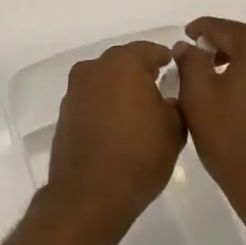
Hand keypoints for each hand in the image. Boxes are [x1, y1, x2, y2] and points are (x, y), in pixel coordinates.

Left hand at [42, 42, 185, 244]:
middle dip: (143, 74)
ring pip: (106, 80)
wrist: (90, 195)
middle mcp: (94, 67)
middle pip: (125, 62)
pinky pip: (92, 99)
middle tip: (162, 94)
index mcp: (123, 63)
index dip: (167, 60)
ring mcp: (75, 89)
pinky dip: (105, 106)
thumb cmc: (139, 155)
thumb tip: (169, 95)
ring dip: (122, 90)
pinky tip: (118, 128)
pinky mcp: (65, 111)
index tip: (179, 75)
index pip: (151, 50)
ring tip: (141, 114)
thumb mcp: (175, 128)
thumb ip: (177, 100)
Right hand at [174, 18, 245, 240]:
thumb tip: (187, 45)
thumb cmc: (233, 140)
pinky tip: (242, 91)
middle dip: (225, 41)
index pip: (225, 28)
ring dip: (244, 56)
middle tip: (201, 54)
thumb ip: (190, 62)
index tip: (185, 36)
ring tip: (219, 74)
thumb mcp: (198, 98)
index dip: (201, 29)